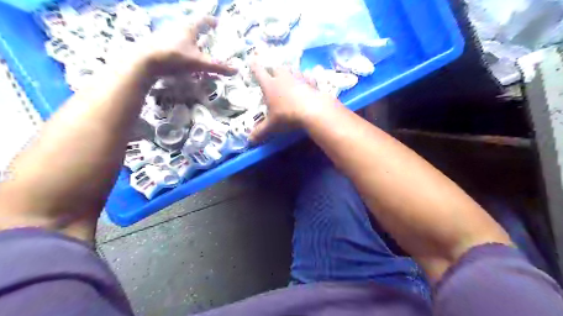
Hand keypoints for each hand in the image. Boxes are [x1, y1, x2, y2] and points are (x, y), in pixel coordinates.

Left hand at [143, 16, 235, 75]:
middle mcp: (177, 27)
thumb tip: (236, 70)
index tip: (218, 23)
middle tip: (209, 37)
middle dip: (201, 31)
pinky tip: (182, 57)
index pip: (203, 19)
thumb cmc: (175, 57)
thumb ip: (218, 67)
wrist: (144, 61)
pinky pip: (174, 43)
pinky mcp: (158, 44)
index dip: (211, 21)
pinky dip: (181, 48)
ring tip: (196, 49)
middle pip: (191, 26)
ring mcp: (166, 35)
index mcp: (188, 28)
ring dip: (190, 40)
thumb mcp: (200, 63)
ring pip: (182, 35)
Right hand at [252, 63, 342, 141]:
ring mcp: (298, 78)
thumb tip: (249, 141)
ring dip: (289, 71)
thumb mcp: (272, 126)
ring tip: (289, 75)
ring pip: (292, 69)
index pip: (259, 72)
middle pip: (276, 67)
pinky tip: (307, 78)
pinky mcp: (311, 82)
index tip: (252, 60)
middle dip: (273, 69)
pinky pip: (308, 75)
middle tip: (273, 73)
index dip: (254, 66)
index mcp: (270, 86)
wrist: (312, 111)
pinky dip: (306, 76)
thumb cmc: (287, 116)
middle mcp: (283, 78)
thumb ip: (260, 132)